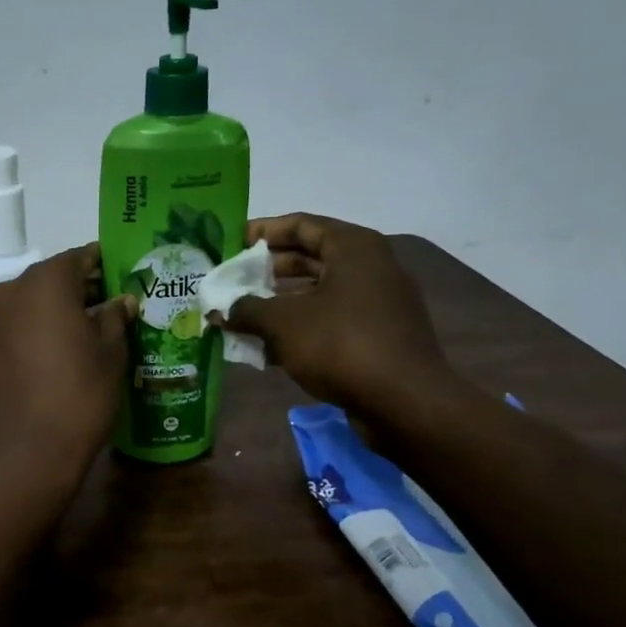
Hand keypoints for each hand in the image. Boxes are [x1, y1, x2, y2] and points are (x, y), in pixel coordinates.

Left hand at [0, 245, 135, 483]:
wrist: (21, 456)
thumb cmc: (77, 397)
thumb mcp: (111, 354)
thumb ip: (115, 318)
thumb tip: (120, 301)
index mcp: (44, 283)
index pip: (80, 258)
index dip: (104, 265)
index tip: (124, 276)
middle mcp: (9, 294)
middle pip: (51, 282)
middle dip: (80, 291)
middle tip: (111, 309)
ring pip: (29, 308)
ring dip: (54, 316)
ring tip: (85, 338)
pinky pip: (14, 334)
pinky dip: (34, 338)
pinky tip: (54, 363)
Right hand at [218, 214, 465, 423]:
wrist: (404, 402)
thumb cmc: (340, 345)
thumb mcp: (283, 323)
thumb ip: (247, 310)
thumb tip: (221, 310)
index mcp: (353, 248)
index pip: (300, 224)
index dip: (262, 231)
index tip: (231, 244)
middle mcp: (370, 267)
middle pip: (309, 258)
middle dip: (266, 272)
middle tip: (232, 282)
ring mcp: (377, 303)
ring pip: (318, 293)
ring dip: (279, 304)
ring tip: (241, 317)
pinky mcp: (377, 335)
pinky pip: (330, 321)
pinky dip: (300, 328)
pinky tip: (267, 349)